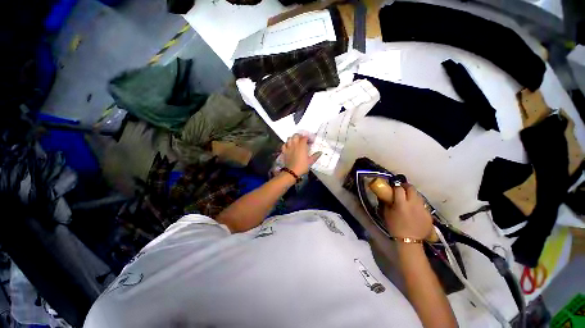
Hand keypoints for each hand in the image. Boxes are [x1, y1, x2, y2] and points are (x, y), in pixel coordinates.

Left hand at [281, 134, 320, 175]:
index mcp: (302, 146)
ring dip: (292, 139)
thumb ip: (315, 156)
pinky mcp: (284, 151)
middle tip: (302, 139)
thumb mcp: (310, 161)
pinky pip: (284, 144)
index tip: (310, 141)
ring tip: (295, 142)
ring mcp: (288, 147)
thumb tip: (320, 152)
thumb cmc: (302, 166)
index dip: (308, 138)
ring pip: (289, 138)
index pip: (304, 138)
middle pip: (296, 135)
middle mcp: (295, 144)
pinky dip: (286, 144)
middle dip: (299, 136)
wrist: (292, 171)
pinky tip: (289, 146)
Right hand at [383, 184, 433, 239]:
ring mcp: (423, 208)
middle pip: (411, 188)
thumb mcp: (386, 214)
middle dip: (406, 187)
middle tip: (402, 189)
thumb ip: (386, 203)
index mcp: (401, 203)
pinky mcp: (429, 213)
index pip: (399, 188)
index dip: (396, 186)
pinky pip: (423, 204)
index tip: (393, 187)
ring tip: (409, 199)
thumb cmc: (395, 227)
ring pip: (419, 195)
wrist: (410, 240)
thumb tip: (385, 195)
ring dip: (413, 194)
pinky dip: (418, 203)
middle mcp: (413, 203)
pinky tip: (415, 209)